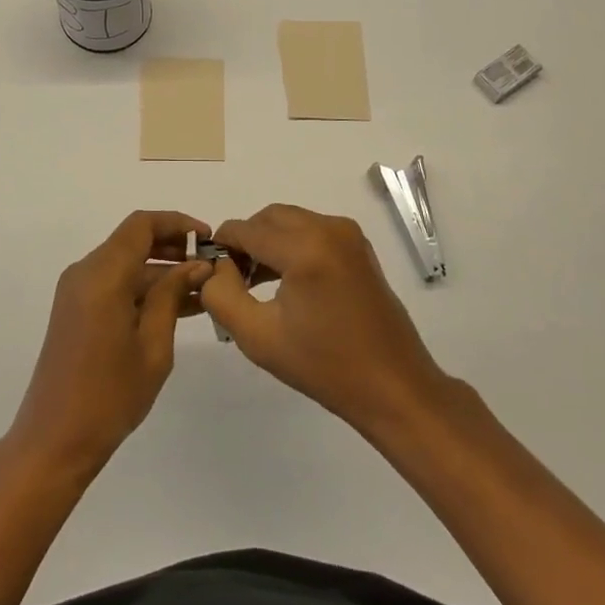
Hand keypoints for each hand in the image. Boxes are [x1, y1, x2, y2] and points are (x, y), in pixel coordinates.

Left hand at [6, 211, 213, 477]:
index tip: (208, 239)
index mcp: (102, 274)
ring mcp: (77, 290)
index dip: (177, 224)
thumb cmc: (109, 396)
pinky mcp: (76, 309)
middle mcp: (85, 272)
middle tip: (211, 266)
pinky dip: (144, 287)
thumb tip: (196, 266)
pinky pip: (115, 283)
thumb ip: (172, 296)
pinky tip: (177, 306)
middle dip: (173, 247)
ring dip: (161, 270)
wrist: (53, 441)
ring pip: (126, 263)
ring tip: (203, 289)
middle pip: (133, 240)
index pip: (142, 225)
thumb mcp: (153, 346)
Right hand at [202, 203, 451, 438]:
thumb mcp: (258, 337)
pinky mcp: (358, 245)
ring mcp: (347, 233)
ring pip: (289, 221)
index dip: (222, 247)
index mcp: (305, 248)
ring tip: (255, 283)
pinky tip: (286, 282)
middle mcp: (328, 228)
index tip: (211, 274)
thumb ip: (222, 295)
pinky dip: (291, 245)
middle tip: (233, 280)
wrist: (393, 386)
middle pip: (268, 218)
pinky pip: (311, 230)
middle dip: (246, 241)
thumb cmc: (324, 366)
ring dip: (268, 242)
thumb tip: (215, 266)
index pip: (245, 229)